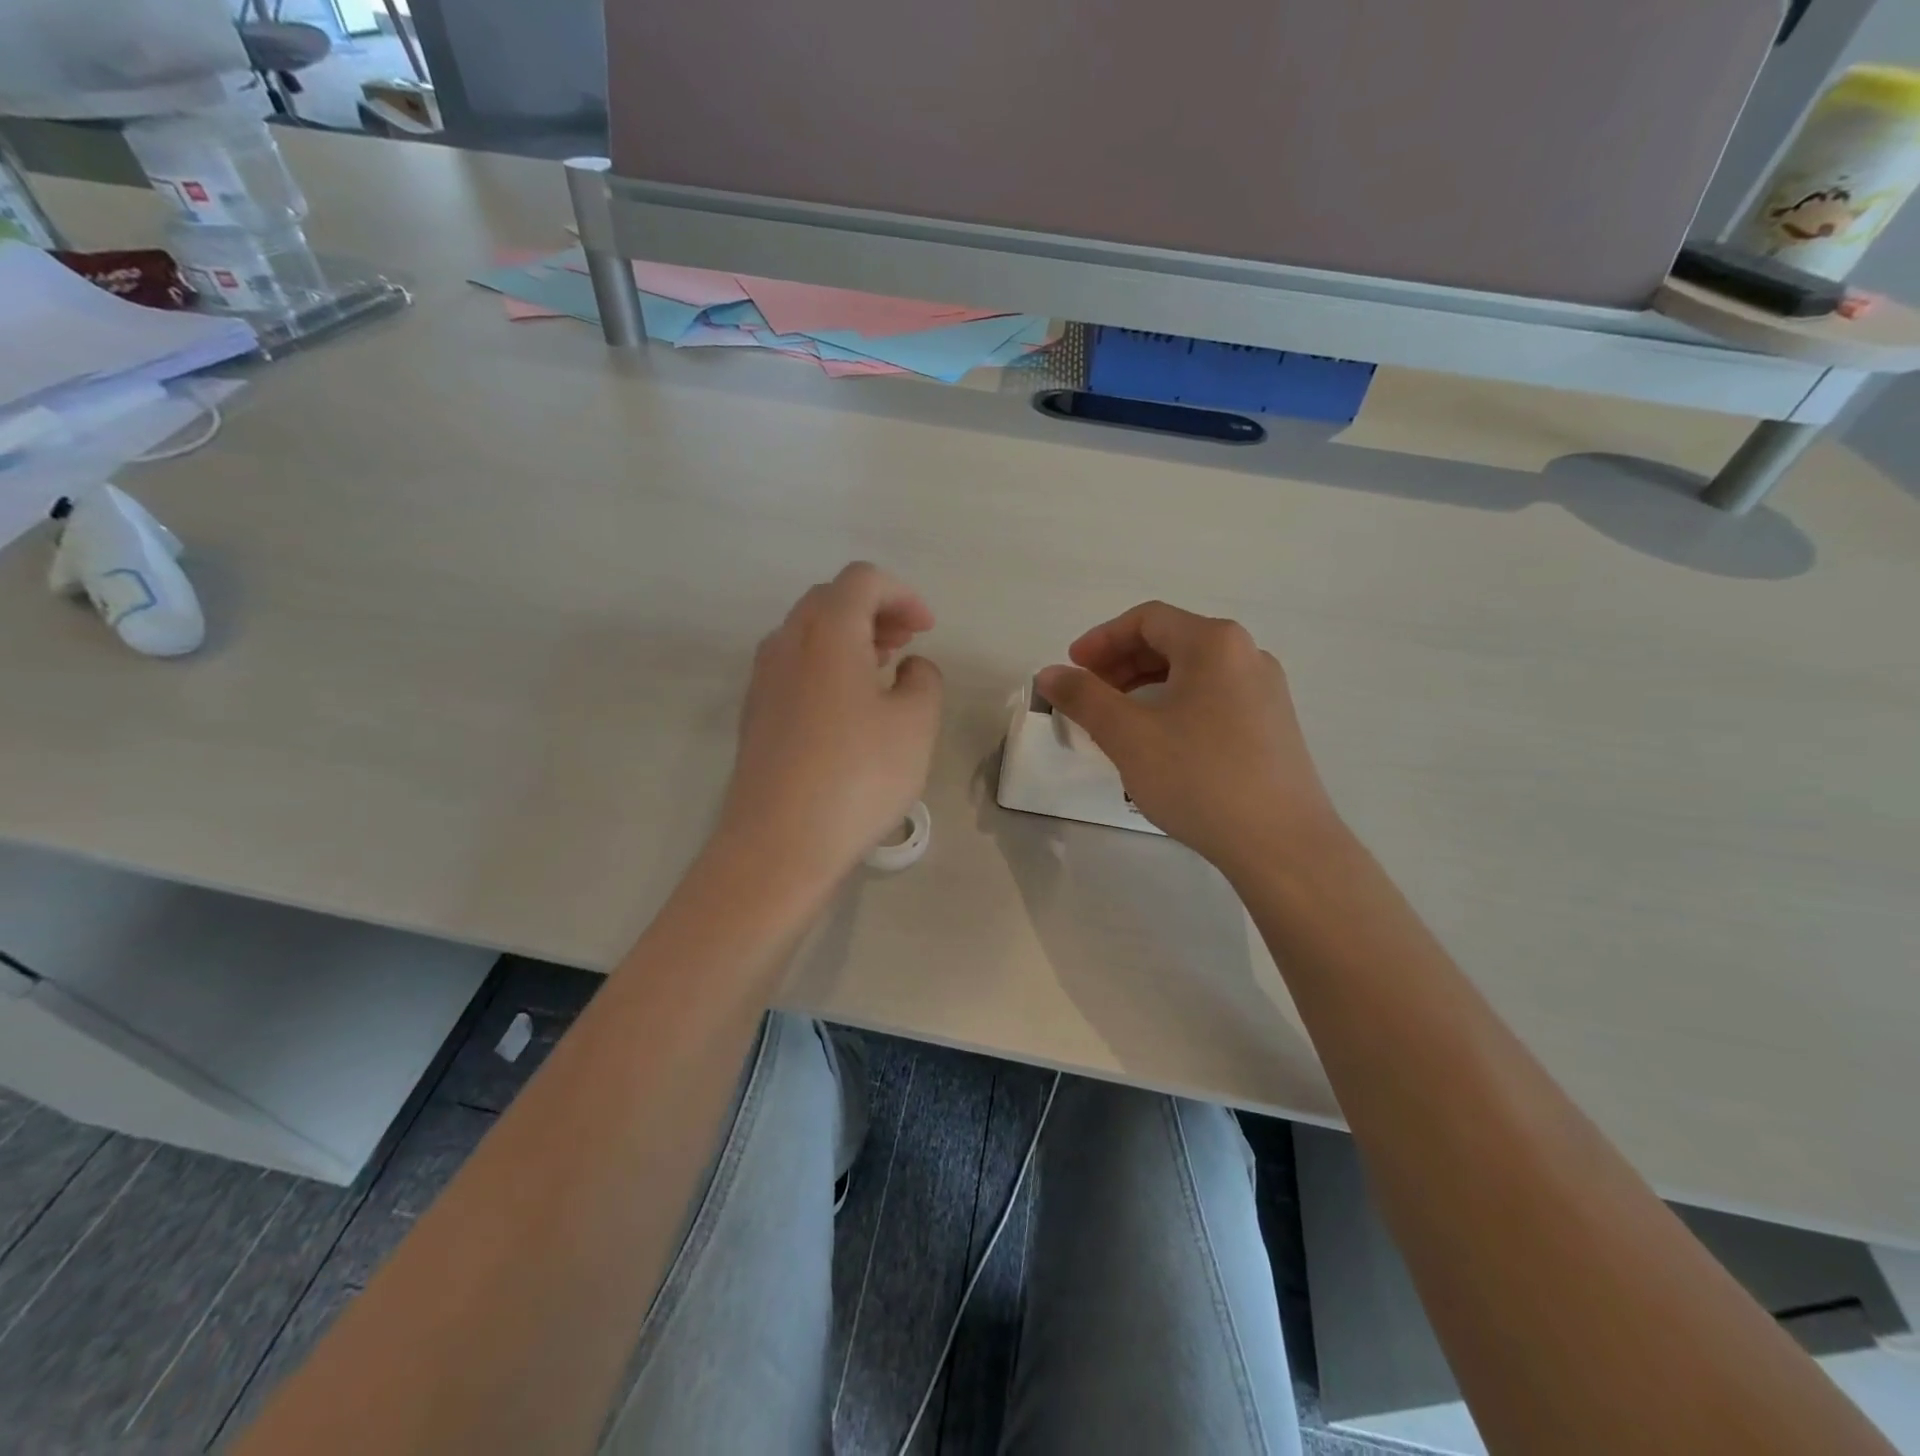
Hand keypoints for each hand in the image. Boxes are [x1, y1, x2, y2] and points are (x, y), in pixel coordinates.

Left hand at [717, 563, 942, 885]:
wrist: (779, 843)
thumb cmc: (858, 776)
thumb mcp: (916, 724)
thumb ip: (923, 680)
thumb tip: (909, 668)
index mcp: (827, 632)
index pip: (862, 580)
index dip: (902, 594)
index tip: (927, 629)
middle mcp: (786, 643)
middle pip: (829, 599)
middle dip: (874, 610)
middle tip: (906, 642)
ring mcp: (763, 679)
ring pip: (807, 633)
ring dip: (848, 637)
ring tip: (882, 670)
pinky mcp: (755, 714)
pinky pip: (793, 666)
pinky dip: (825, 665)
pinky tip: (848, 707)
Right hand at [1036, 602, 1339, 874]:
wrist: (1281, 843)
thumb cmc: (1199, 778)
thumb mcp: (1128, 736)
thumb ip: (1083, 697)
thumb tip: (1049, 673)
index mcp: (1214, 643)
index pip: (1147, 619)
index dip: (1101, 640)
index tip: (1072, 669)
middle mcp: (1247, 655)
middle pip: (1171, 641)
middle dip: (1121, 664)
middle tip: (1088, 696)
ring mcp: (1265, 691)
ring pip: (1192, 672)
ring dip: (1145, 686)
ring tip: (1116, 721)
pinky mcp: (1272, 725)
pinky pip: (1212, 697)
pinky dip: (1174, 705)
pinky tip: (1159, 742)